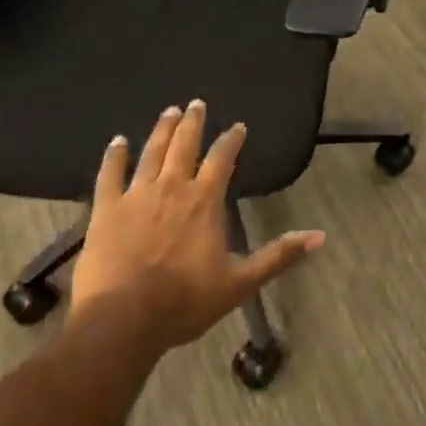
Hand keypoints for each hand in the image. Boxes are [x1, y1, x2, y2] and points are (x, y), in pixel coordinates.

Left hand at [67, 101, 323, 354]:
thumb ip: (278, 256)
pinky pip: (110, 175)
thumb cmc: (184, 302)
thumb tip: (319, 237)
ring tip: (169, 112)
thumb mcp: (240, 282)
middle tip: (195, 103)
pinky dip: (114, 156)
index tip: (237, 126)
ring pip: (151, 153)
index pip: (222, 159)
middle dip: (192, 123)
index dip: (231, 140)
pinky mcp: (106, 210)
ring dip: (162, 130)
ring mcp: (136, 196)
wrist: (122, 321)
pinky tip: (117, 142)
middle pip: (184, 145)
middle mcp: (172, 188)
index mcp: (204, 201)